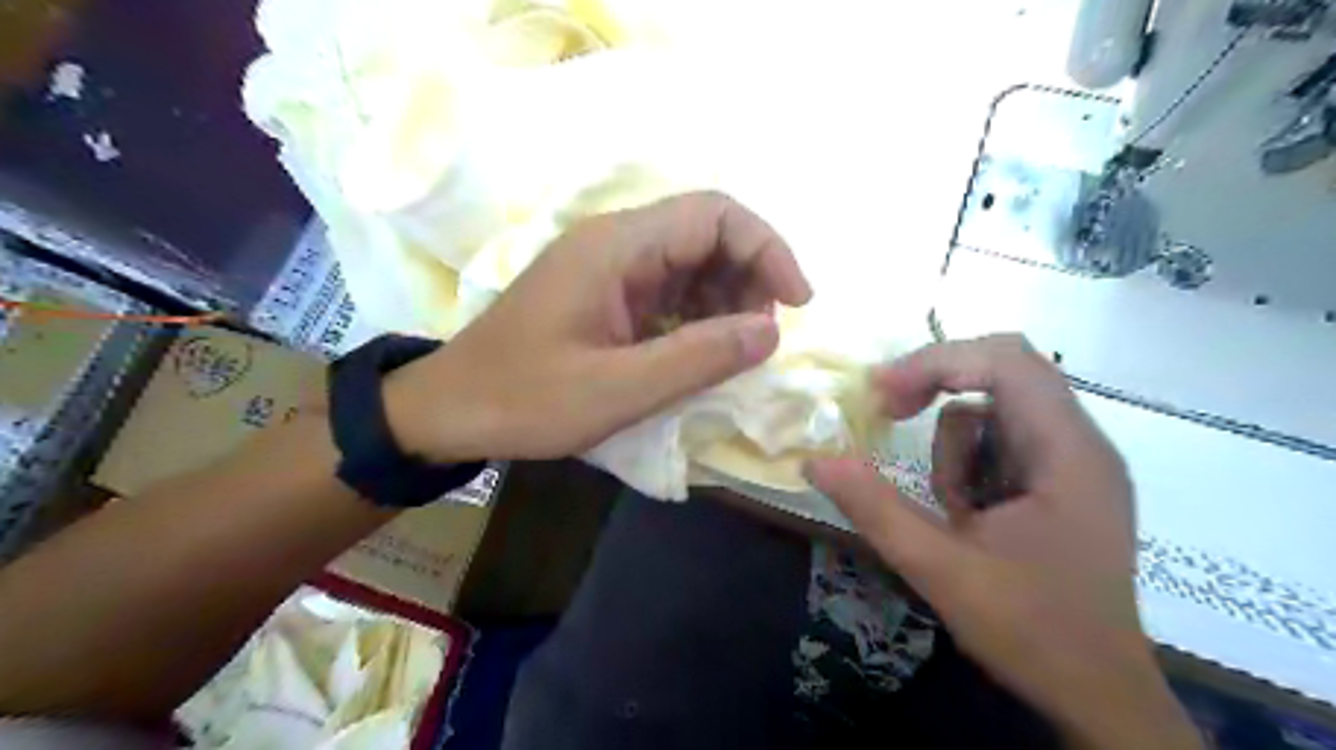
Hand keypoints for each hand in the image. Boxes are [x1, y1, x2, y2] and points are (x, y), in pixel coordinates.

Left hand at [380, 191, 806, 463]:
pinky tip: (698, 352)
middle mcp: (616, 243)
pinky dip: (697, 316)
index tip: (796, 303)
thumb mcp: (617, 389)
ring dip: (726, 300)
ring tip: (733, 350)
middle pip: (707, 233)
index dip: (767, 248)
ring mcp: (609, 268)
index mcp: (617, 248)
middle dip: (750, 278)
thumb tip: (771, 331)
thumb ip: (698, 358)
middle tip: (759, 338)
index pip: (715, 214)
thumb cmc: (525, 399)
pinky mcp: (605, 294)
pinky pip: (669, 290)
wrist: (450, 410)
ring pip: (692, 262)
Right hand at [802, 334, 1201, 748]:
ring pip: (997, 407)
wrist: (1099, 696)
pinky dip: (970, 463)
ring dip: (955, 443)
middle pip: (1005, 370)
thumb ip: (875, 509)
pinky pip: (1003, 439)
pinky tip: (970, 514)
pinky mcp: (1063, 481)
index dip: (937, 361)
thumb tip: (814, 461)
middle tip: (889, 412)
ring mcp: (1075, 461)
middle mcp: (1081, 443)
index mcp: (1067, 453)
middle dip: (938, 383)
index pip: (1006, 362)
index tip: (881, 392)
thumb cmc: (1031, 632)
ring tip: (953, 507)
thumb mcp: (939, 569)